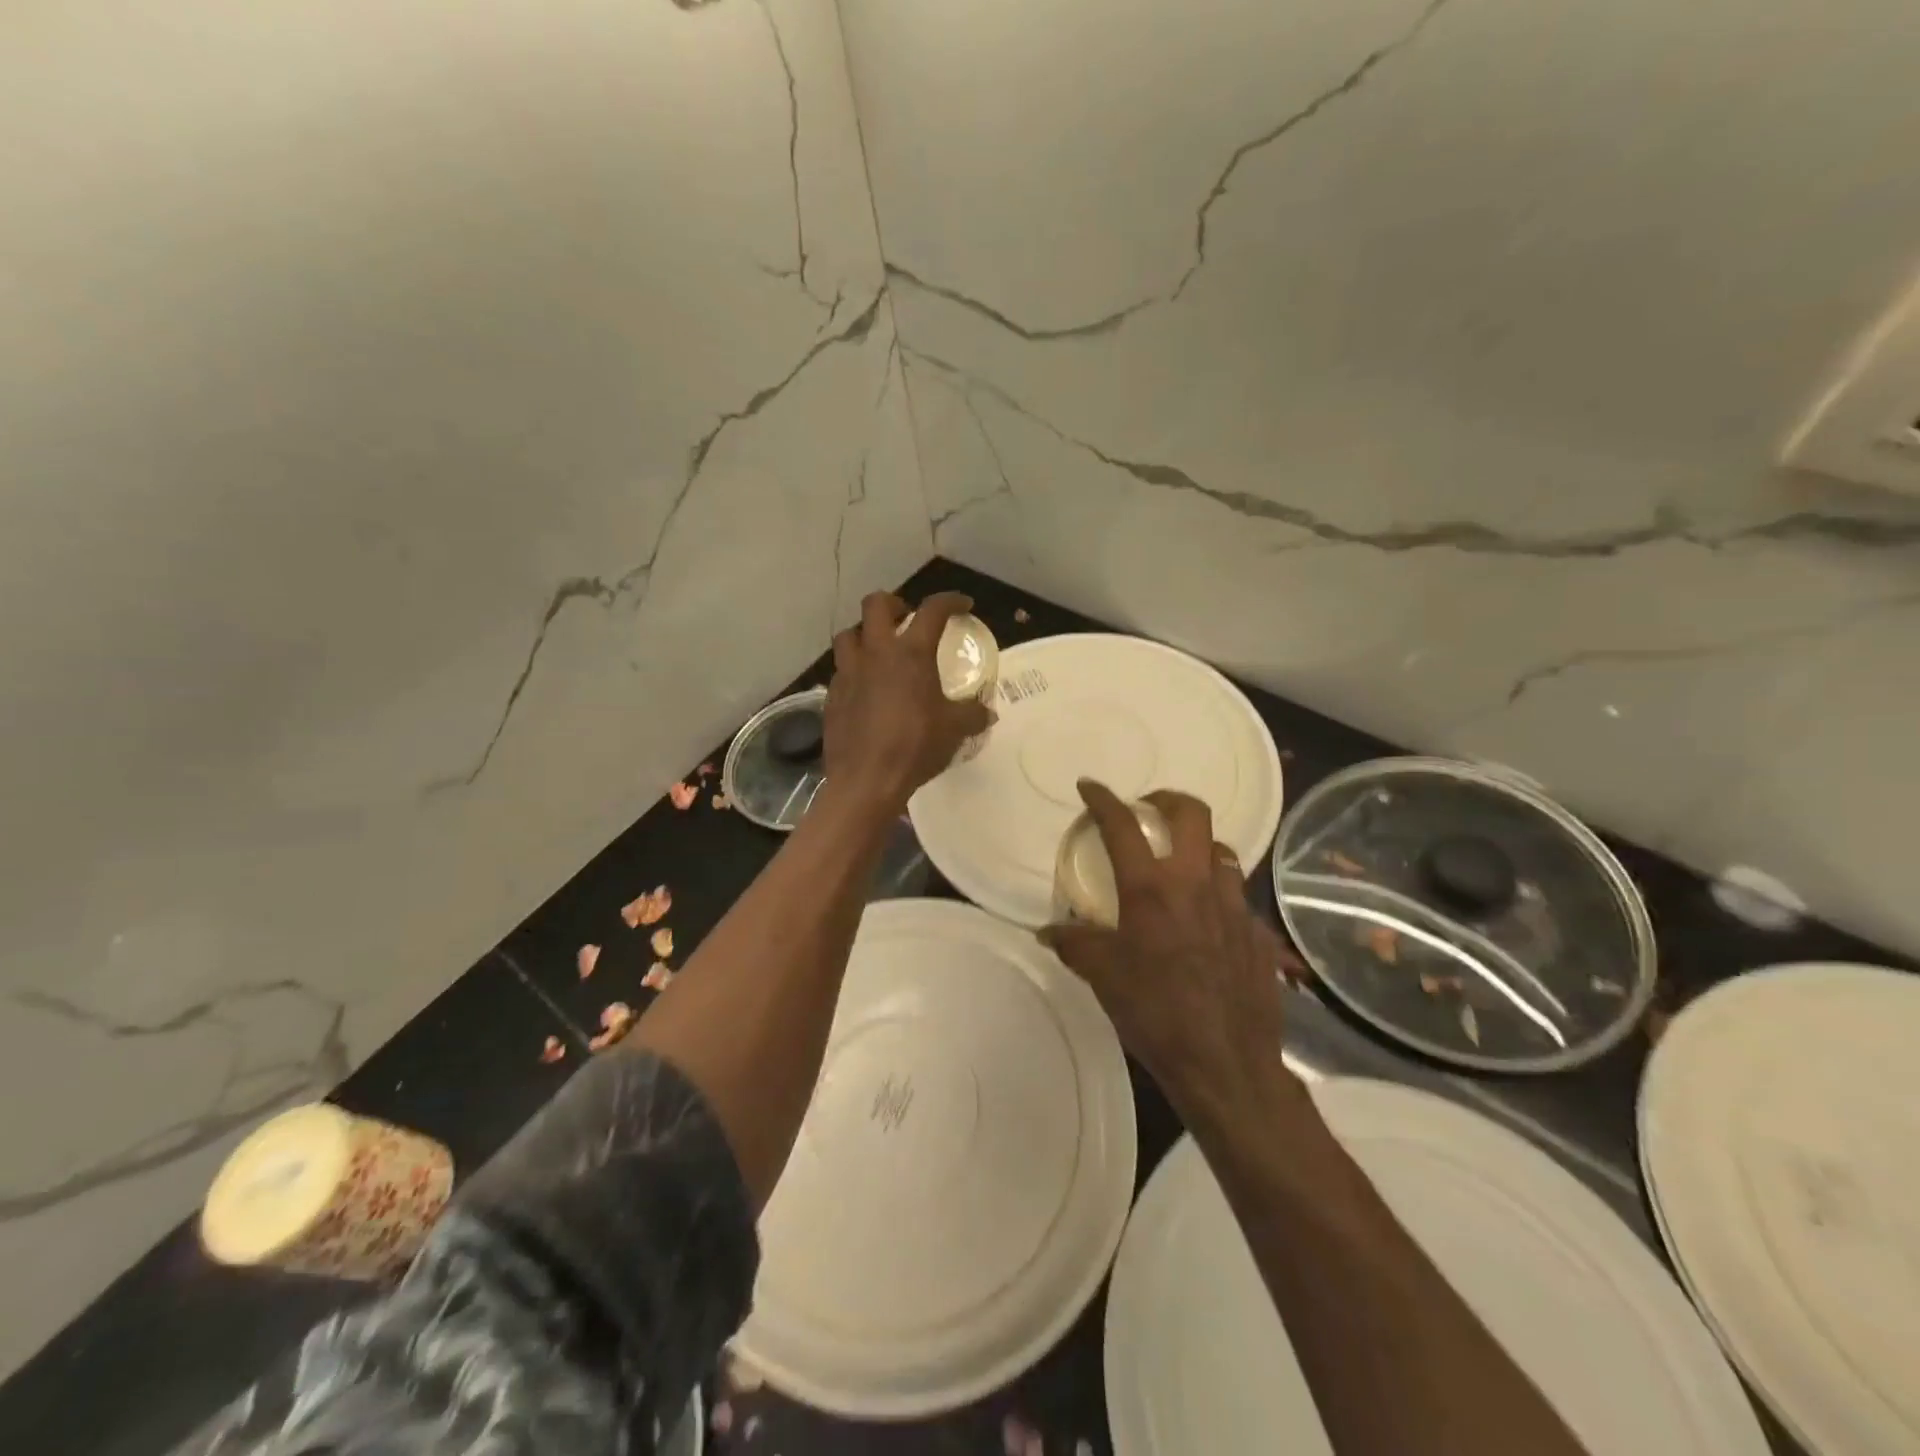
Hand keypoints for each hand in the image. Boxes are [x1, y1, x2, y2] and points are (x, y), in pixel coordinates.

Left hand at [823, 591, 991, 816]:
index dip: (950, 600)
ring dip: (864, 634)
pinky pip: (840, 670)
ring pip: (849, 634)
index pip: (933, 610)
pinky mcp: (832, 695)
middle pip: (876, 605)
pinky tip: (864, 689)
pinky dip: (854, 670)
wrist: (866, 779)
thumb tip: (987, 712)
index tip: (962, 605)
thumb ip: (972, 715)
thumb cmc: (915, 747)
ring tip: (879, 651)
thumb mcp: (954, 730)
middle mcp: (876, 653)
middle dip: (893, 603)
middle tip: (906, 618)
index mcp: (911, 654)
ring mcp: (848, 672)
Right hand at [1041, 781, 1305, 1118]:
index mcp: (1151, 889)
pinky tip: (1208, 920)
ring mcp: (1235, 906)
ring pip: (1222, 851)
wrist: (1225, 1064)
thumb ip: (1074, 944)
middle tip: (1149, 808)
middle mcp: (1196, 883)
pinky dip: (1220, 894)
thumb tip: (1047, 930)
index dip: (1103, 799)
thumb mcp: (1103, 977)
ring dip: (1199, 847)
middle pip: (1193, 814)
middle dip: (1168, 799)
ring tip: (1181, 864)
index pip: (1122, 826)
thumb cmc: (1154, 1014)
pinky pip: (1239, 897)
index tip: (1090, 787)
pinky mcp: (1258, 933)